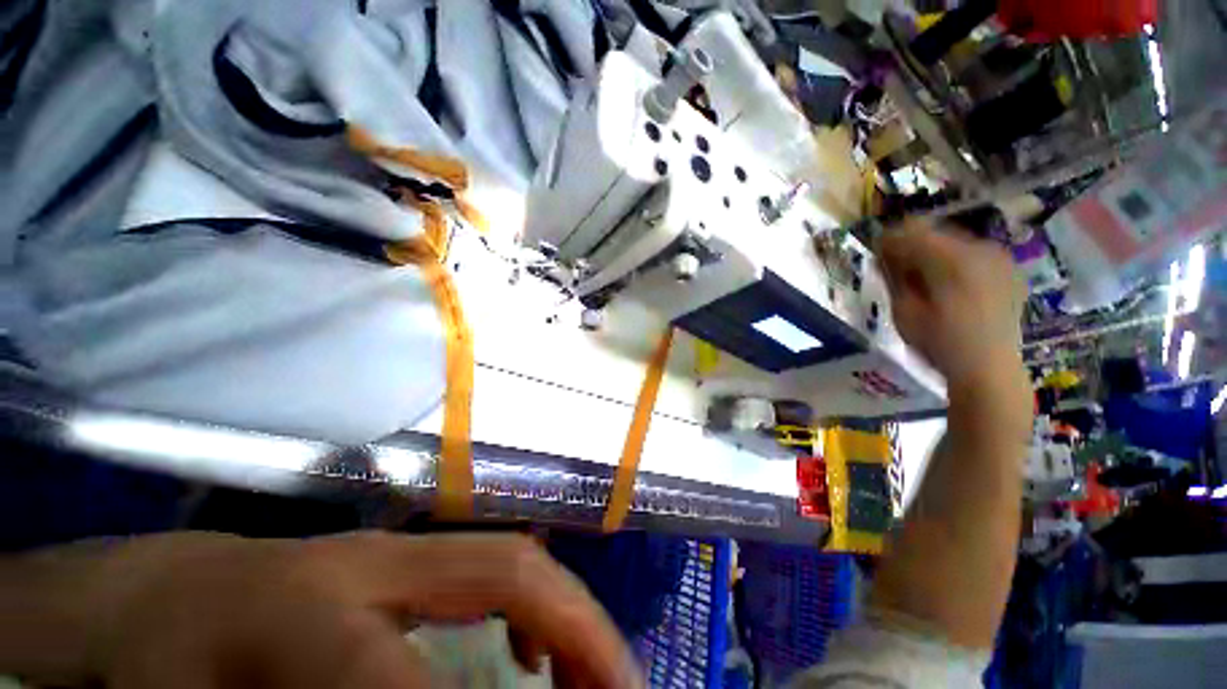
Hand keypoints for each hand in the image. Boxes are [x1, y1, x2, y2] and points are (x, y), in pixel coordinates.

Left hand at [2, 532, 639, 688]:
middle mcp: (374, 563)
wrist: (163, 598)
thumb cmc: (171, 673)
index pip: (407, 684)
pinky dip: (534, 604)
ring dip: (566, 612)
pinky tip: (533, 655)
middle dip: (577, 629)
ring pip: (511, 560)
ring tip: (596, 676)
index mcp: (309, 618)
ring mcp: (396, 548)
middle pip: (506, 572)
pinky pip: (494, 564)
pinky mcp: (404, 553)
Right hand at [878, 220, 1025, 388]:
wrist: (989, 368)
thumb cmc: (939, 343)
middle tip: (895, 267)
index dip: (888, 239)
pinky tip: (948, 284)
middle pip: (934, 231)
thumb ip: (894, 277)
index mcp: (952, 260)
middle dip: (911, 244)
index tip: (876, 254)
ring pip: (954, 240)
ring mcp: (999, 258)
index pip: (911, 231)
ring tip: (922, 277)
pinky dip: (955, 261)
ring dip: (933, 252)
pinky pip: (974, 253)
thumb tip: (883, 254)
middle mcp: (980, 250)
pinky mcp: (1009, 269)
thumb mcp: (904, 311)